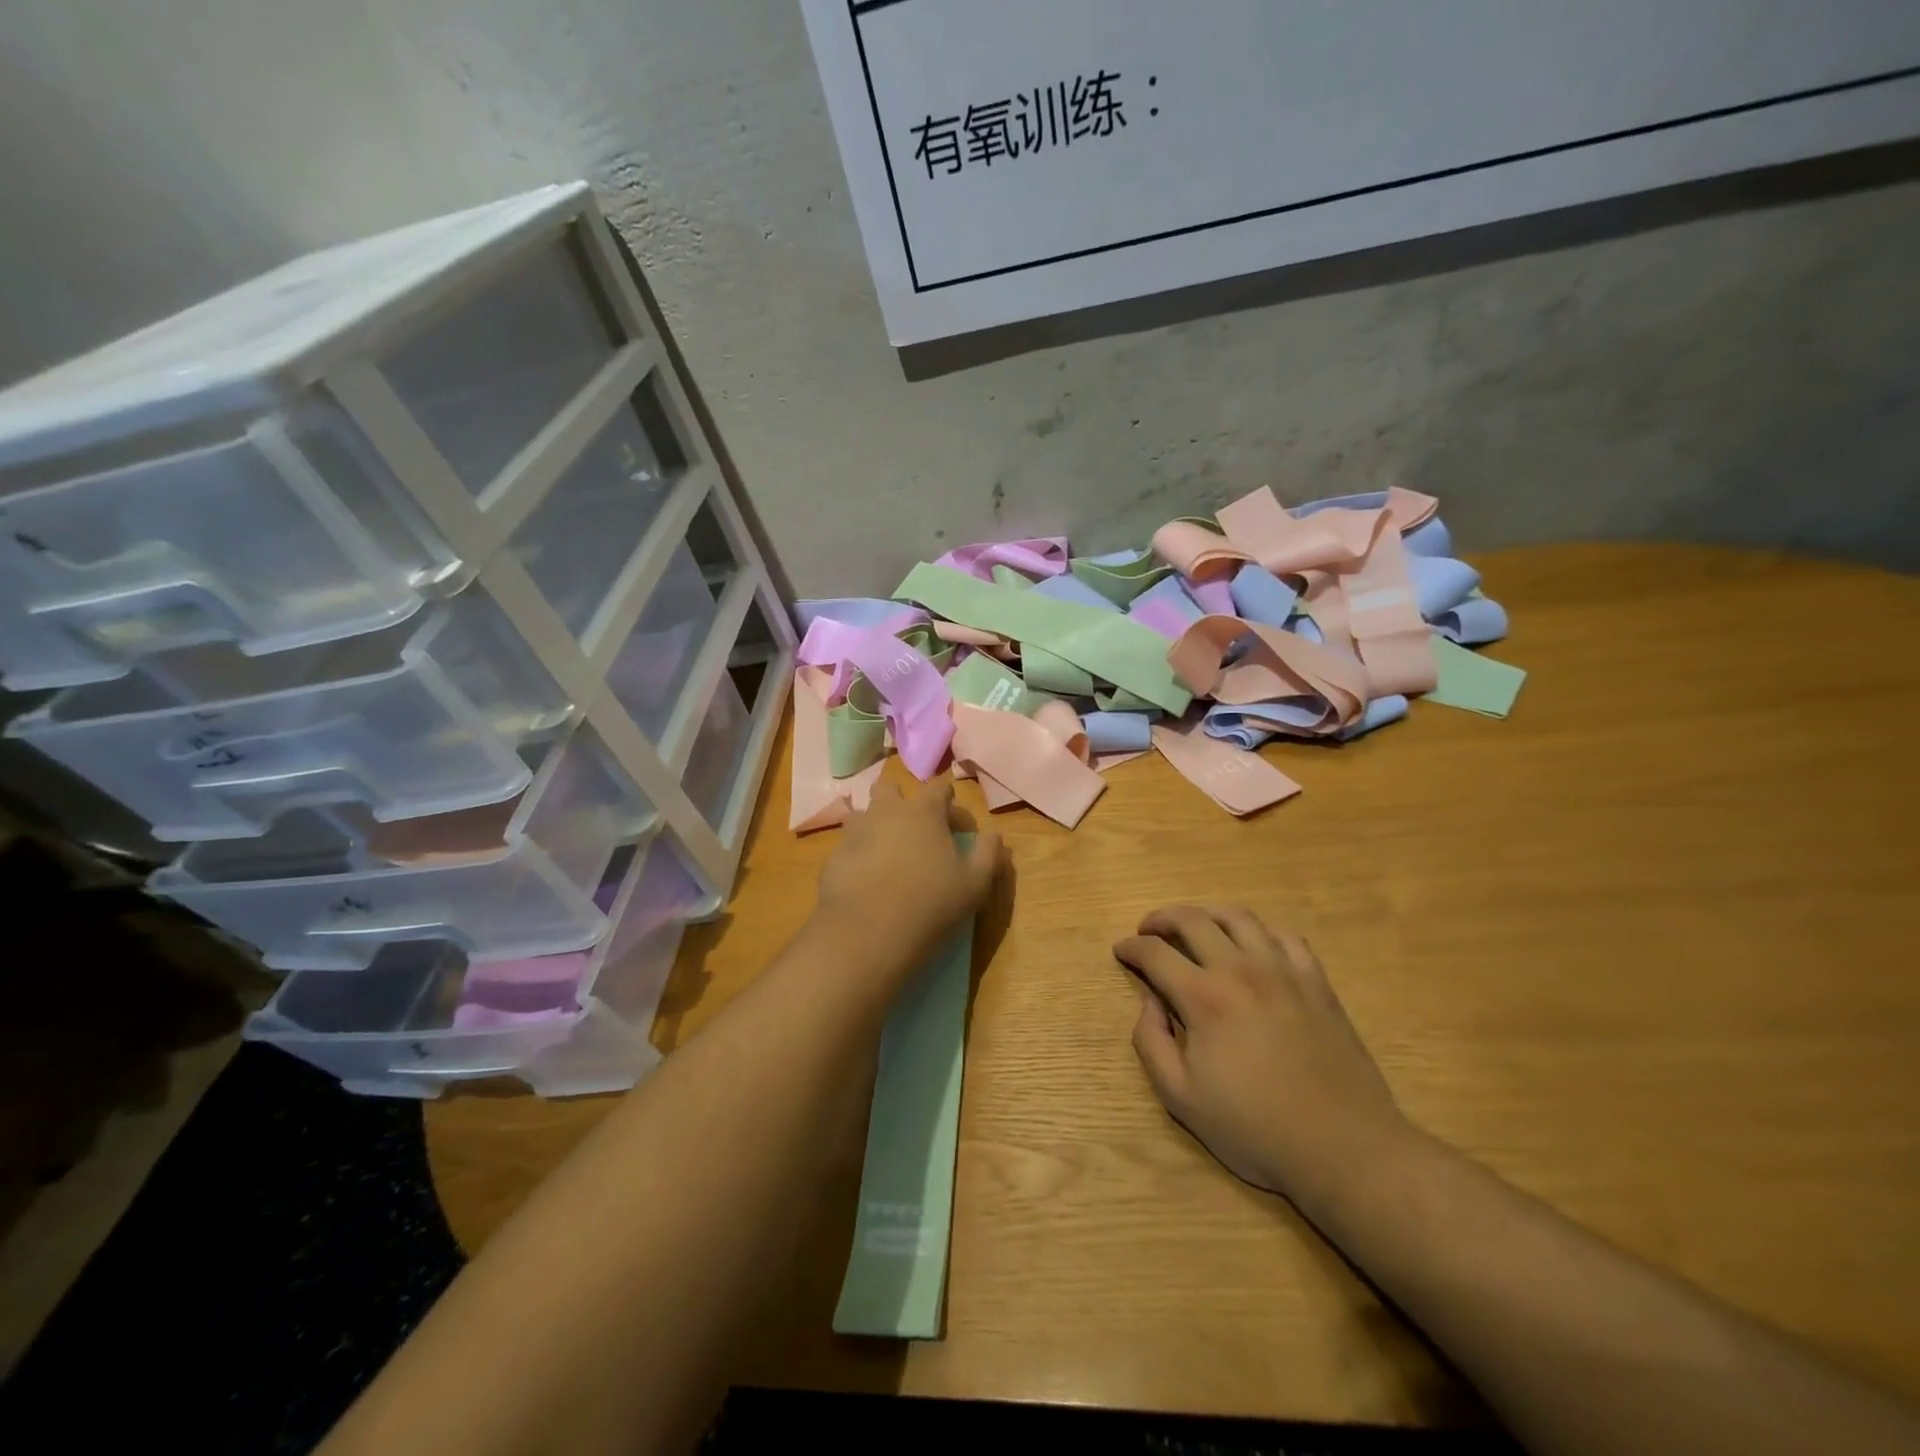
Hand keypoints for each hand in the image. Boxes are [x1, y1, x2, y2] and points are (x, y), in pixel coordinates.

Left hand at [813, 780, 1003, 985]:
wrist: (867, 932)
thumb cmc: (930, 903)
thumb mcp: (975, 884)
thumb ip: (989, 854)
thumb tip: (994, 835)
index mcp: (923, 811)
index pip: (939, 789)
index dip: (950, 804)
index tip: (956, 827)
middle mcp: (886, 810)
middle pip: (891, 789)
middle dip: (902, 802)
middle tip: (914, 832)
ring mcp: (855, 831)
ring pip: (865, 814)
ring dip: (876, 825)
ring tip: (887, 855)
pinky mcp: (833, 855)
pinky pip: (848, 845)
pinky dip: (858, 853)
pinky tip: (866, 879)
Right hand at [1114, 906, 1412, 1214]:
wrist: (1343, 1148)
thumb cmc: (1255, 1129)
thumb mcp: (1181, 1099)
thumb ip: (1151, 1043)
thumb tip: (1149, 1003)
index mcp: (1204, 998)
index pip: (1155, 953)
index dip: (1131, 947)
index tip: (1121, 950)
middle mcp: (1241, 970)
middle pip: (1193, 920)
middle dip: (1161, 919)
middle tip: (1148, 930)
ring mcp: (1283, 971)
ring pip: (1238, 917)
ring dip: (1206, 914)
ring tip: (1194, 926)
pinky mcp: (1316, 982)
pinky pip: (1284, 936)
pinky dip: (1259, 931)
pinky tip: (1252, 946)